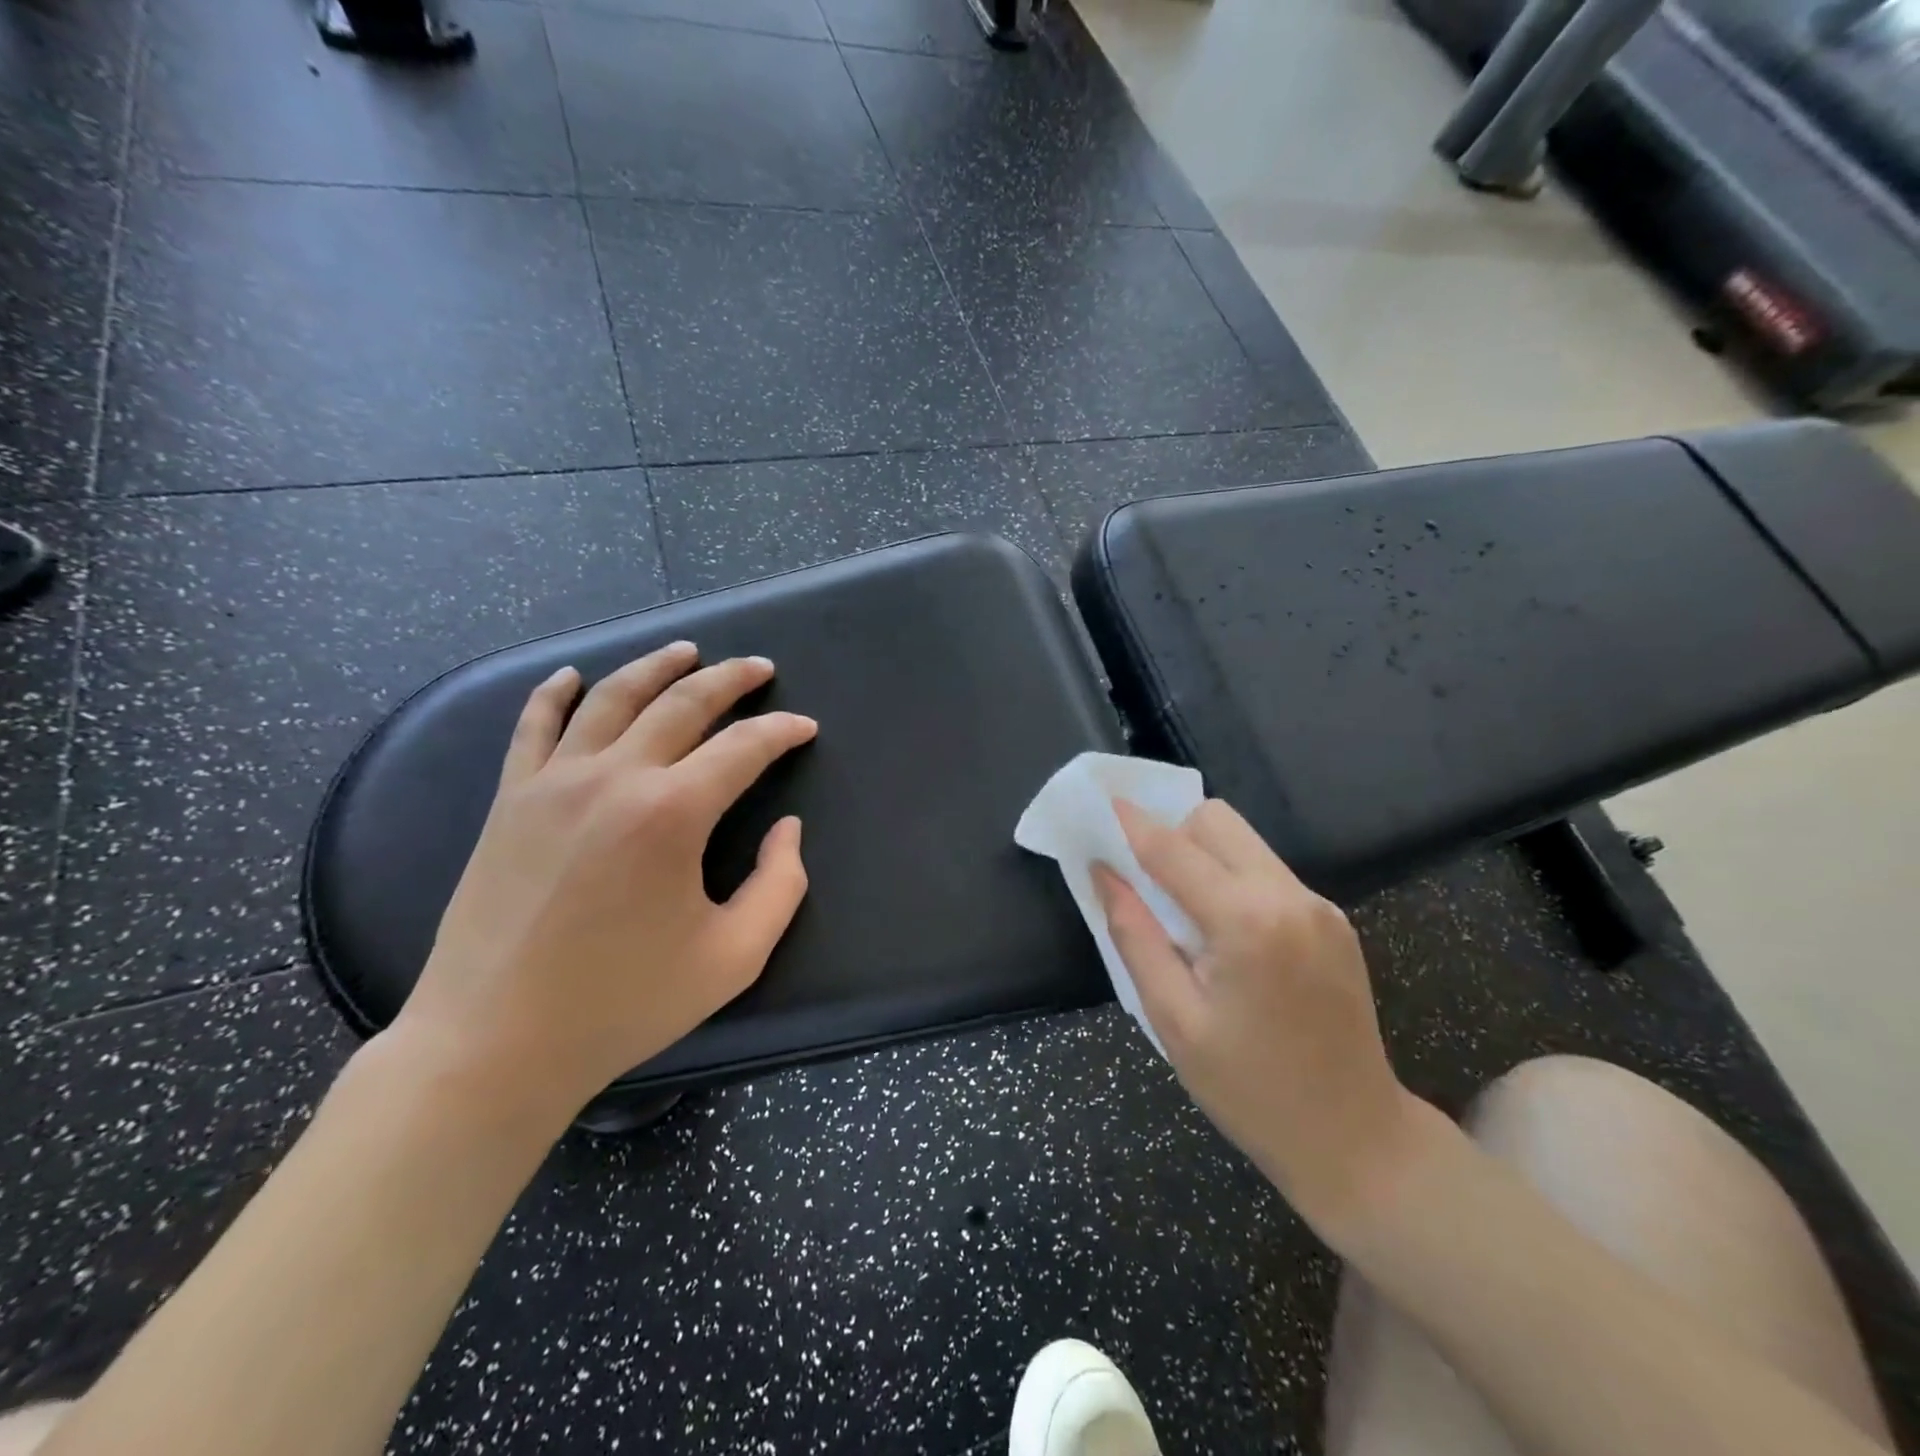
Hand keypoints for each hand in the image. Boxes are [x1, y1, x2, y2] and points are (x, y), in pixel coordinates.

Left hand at [388, 642, 816, 1118]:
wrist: (494, 1044)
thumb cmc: (624, 1004)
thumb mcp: (734, 957)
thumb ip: (781, 885)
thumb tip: (788, 828)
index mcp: (672, 813)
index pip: (743, 747)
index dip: (782, 730)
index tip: (805, 727)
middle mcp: (614, 777)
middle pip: (682, 703)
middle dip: (730, 678)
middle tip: (759, 667)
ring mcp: (553, 782)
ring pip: (612, 698)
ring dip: (656, 667)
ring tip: (687, 650)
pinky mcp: (510, 800)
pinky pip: (533, 726)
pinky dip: (554, 693)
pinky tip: (572, 675)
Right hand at [1095, 799, 1422, 1229]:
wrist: (1356, 1140)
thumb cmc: (1250, 1090)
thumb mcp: (1173, 1019)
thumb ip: (1134, 935)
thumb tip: (1105, 873)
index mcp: (1248, 922)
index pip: (1174, 849)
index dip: (1132, 823)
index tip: (1102, 802)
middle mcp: (1290, 897)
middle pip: (1216, 822)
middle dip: (1172, 834)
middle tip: (1143, 879)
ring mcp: (1319, 906)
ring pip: (1244, 842)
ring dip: (1202, 855)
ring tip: (1181, 911)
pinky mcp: (1333, 920)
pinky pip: (1267, 872)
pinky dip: (1232, 879)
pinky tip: (1224, 932)